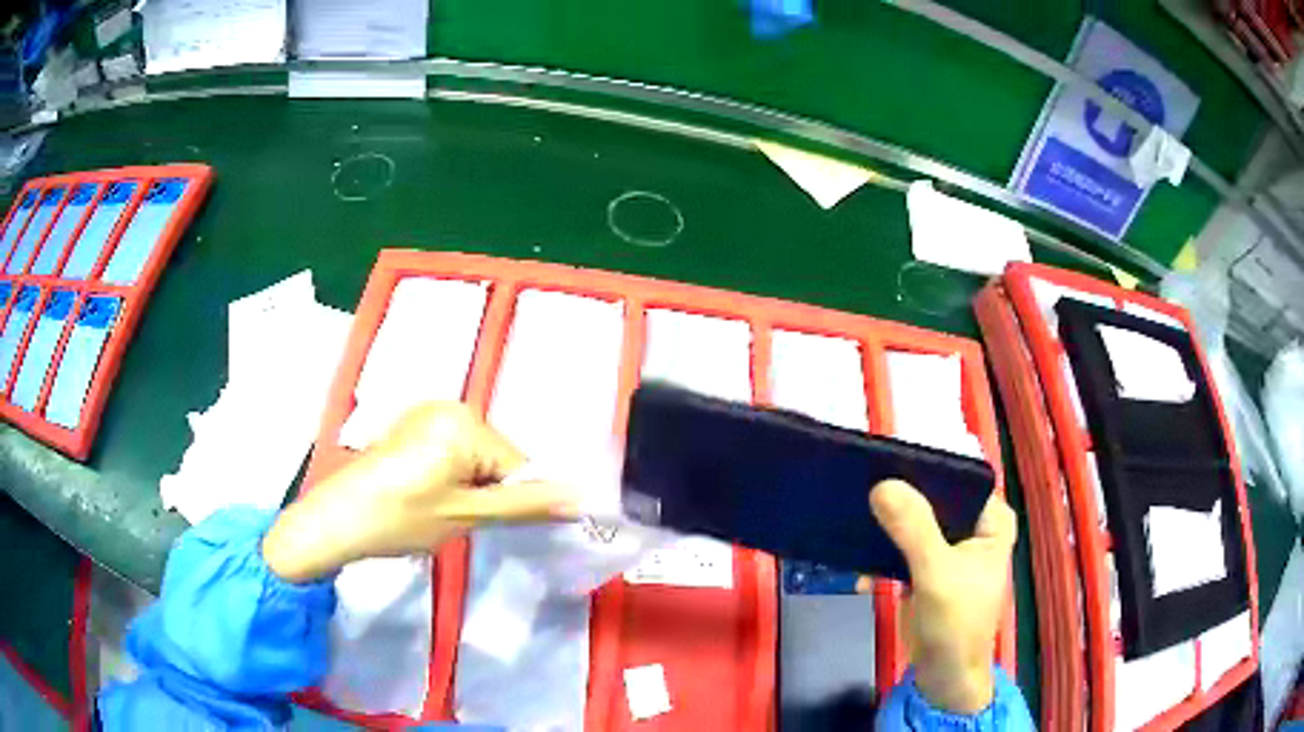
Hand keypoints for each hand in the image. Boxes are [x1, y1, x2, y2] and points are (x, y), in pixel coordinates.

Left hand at [263, 403, 576, 582]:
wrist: (334, 521)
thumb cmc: (398, 518)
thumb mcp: (464, 515)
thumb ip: (522, 505)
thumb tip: (581, 498)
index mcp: (464, 421)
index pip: (519, 465)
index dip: (514, 501)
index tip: (490, 525)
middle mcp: (449, 406)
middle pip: (497, 458)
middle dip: (489, 493)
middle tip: (458, 520)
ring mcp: (426, 415)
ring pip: (476, 459)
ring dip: (470, 488)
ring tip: (439, 511)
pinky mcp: (411, 427)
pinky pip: (452, 453)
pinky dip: (451, 478)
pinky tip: (427, 498)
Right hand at [869, 479, 1015, 713]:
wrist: (944, 678)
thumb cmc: (956, 624)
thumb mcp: (937, 574)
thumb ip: (913, 529)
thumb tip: (881, 485)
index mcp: (991, 520)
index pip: (958, 478)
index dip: (924, 469)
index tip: (883, 463)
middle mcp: (973, 528)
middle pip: (932, 500)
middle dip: (898, 501)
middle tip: (859, 491)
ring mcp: (949, 550)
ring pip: (914, 524)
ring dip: (885, 529)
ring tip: (851, 525)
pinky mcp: (927, 570)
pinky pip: (901, 550)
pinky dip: (881, 557)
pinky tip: (860, 572)